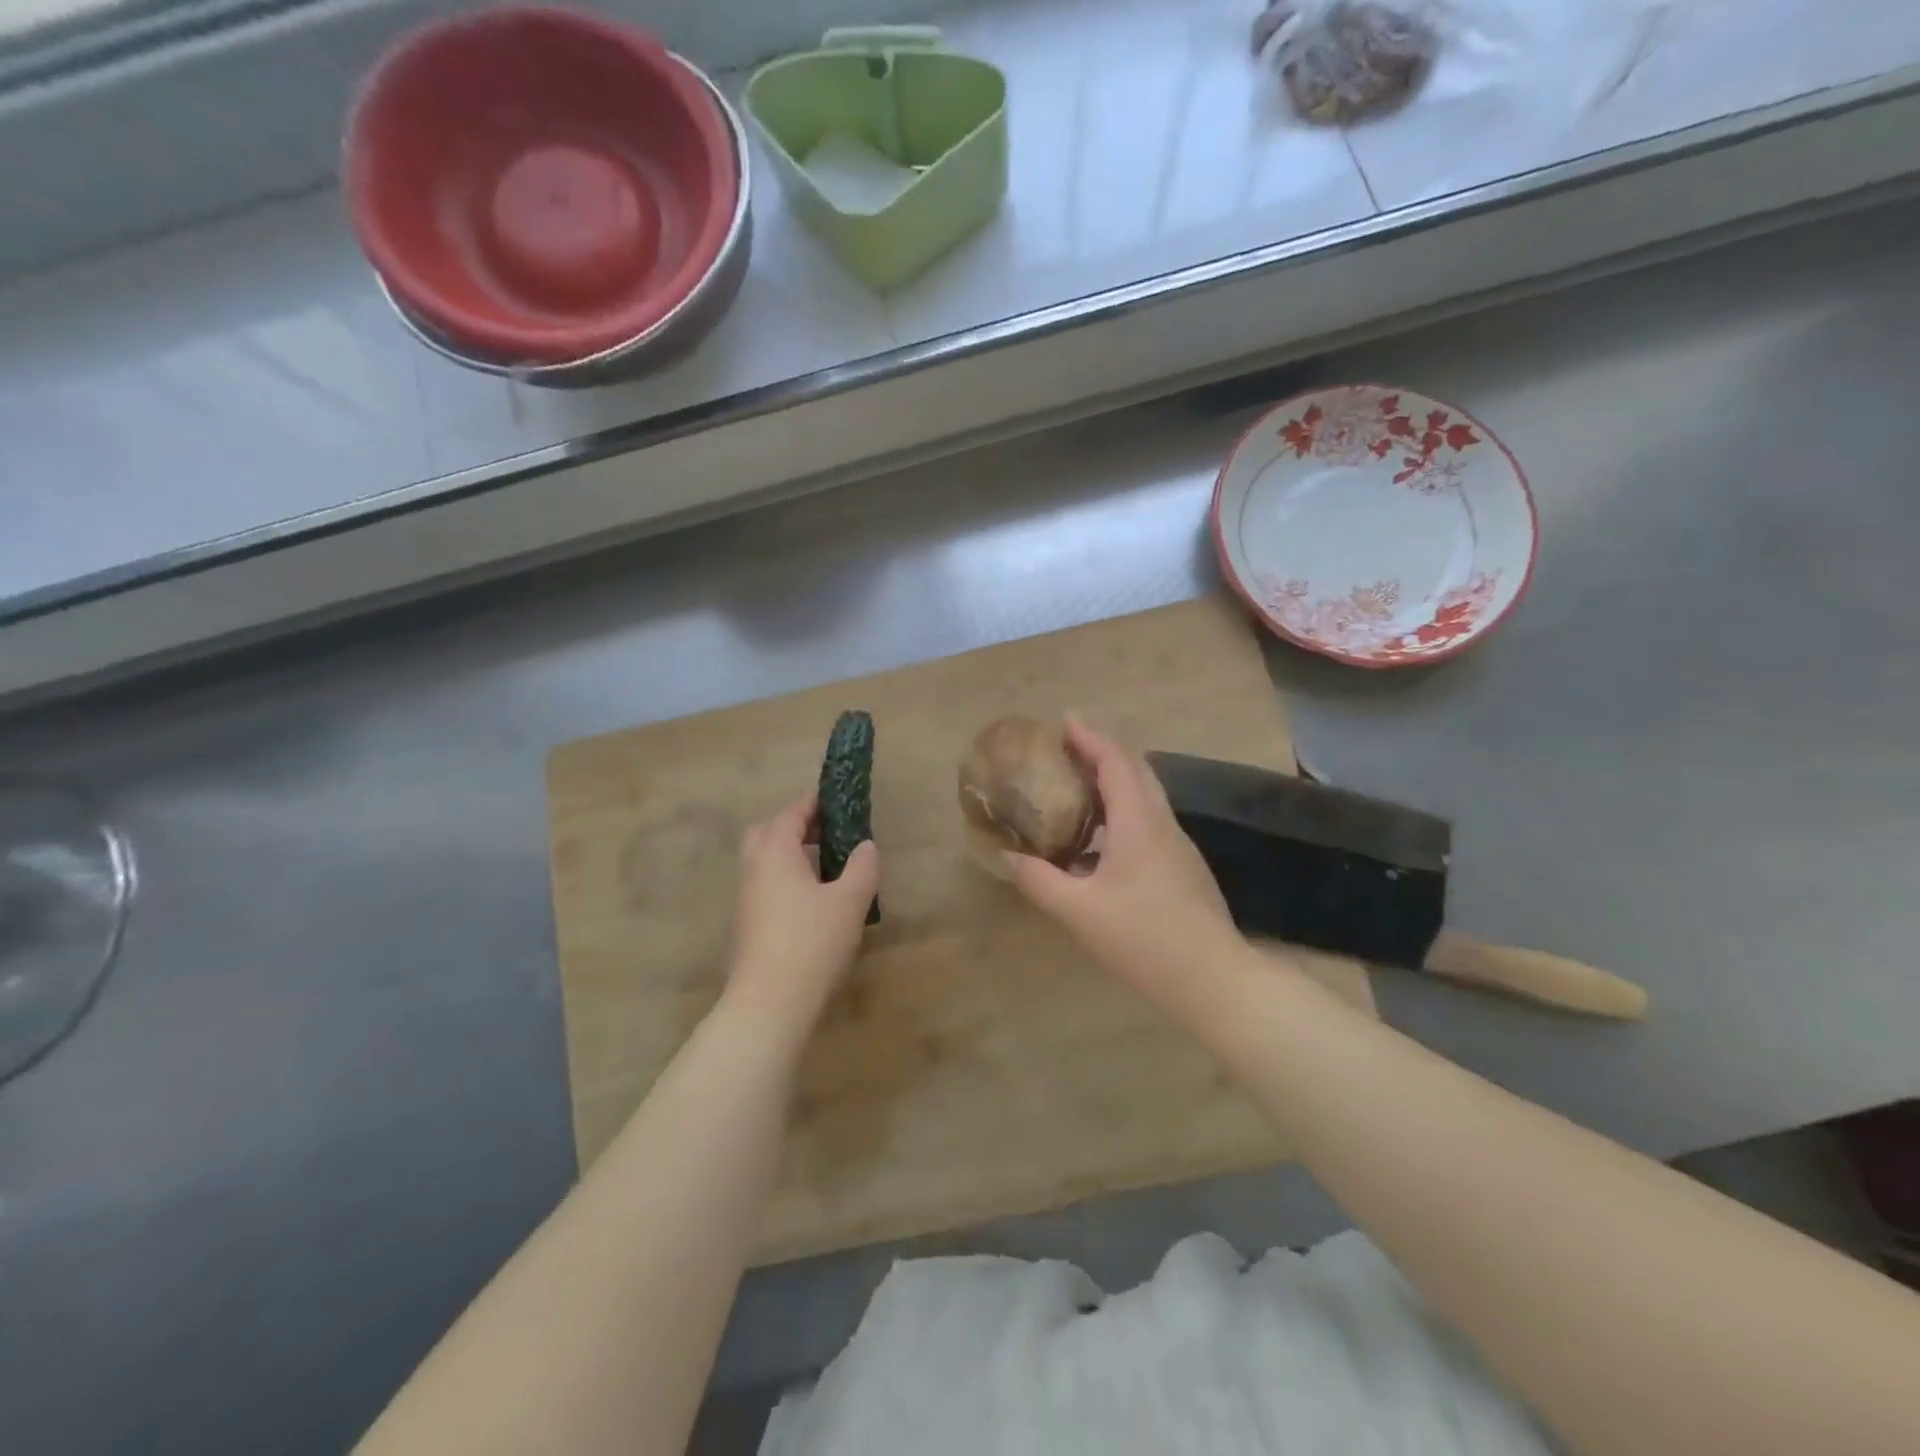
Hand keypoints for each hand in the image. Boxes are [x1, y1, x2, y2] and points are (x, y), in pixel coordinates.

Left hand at [725, 794, 878, 1029]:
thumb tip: (865, 846)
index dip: (816, 804)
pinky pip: (766, 885)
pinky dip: (786, 879)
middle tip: (828, 833)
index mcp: (774, 852)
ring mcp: (746, 898)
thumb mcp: (850, 901)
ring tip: (827, 865)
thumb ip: (862, 866)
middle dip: (795, 826)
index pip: (792, 813)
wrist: (769, 1003)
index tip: (840, 801)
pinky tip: (814, 900)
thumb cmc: (812, 942)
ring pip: (765, 861)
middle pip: (768, 832)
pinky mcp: (748, 924)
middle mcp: (754, 868)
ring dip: (791, 854)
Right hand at [1004, 716, 1246, 1013]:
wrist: (1214, 980)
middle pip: (1135, 769)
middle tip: (1066, 749)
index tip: (1063, 722)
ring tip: (1076, 787)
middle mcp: (1162, 823)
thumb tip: (1009, 856)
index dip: (1090, 737)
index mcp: (1139, 823)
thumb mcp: (1079, 912)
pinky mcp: (1182, 867)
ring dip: (1113, 780)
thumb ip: (1040, 880)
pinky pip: (1148, 820)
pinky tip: (1098, 841)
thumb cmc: (1144, 940)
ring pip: (1145, 795)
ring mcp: (1177, 845)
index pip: (1116, 761)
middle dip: (1101, 751)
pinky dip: (1121, 810)